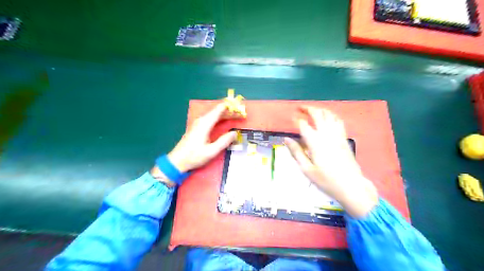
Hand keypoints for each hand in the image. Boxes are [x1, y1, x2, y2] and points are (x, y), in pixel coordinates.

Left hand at [168, 102, 237, 172]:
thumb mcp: (211, 151)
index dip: (231, 107)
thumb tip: (234, 133)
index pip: (219, 109)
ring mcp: (198, 123)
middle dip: (230, 111)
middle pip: (218, 111)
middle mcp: (202, 120)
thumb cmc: (194, 156)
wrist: (177, 161)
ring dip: (225, 115)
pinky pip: (211, 119)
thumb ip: (224, 141)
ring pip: (214, 115)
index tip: (240, 108)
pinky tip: (224, 122)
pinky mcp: (197, 127)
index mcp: (205, 123)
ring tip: (236, 117)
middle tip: (241, 115)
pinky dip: (220, 118)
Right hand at [284, 106, 379, 217]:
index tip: (292, 117)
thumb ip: (296, 152)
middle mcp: (326, 134)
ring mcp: (337, 134)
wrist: (351, 186)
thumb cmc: (326, 180)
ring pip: (329, 114)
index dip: (297, 119)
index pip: (304, 125)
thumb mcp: (307, 169)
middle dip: (308, 109)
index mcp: (315, 142)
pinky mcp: (344, 137)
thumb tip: (286, 139)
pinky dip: (331, 115)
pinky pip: (338, 120)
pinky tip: (327, 118)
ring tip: (312, 110)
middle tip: (300, 108)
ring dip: (320, 109)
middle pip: (317, 114)